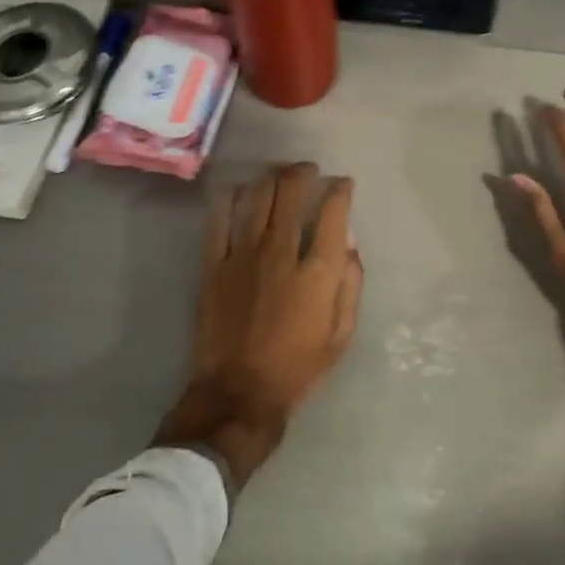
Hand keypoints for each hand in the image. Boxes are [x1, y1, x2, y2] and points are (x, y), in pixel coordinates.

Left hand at [154, 163, 363, 488]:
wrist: (239, 393)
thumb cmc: (298, 367)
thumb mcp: (341, 334)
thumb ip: (350, 283)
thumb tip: (349, 243)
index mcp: (317, 271)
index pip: (333, 211)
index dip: (341, 189)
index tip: (343, 184)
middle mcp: (281, 253)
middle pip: (291, 192)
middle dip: (304, 173)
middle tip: (309, 171)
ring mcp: (243, 256)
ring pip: (257, 197)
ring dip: (271, 178)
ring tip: (279, 175)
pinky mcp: (214, 265)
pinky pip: (220, 218)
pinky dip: (231, 198)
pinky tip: (241, 192)